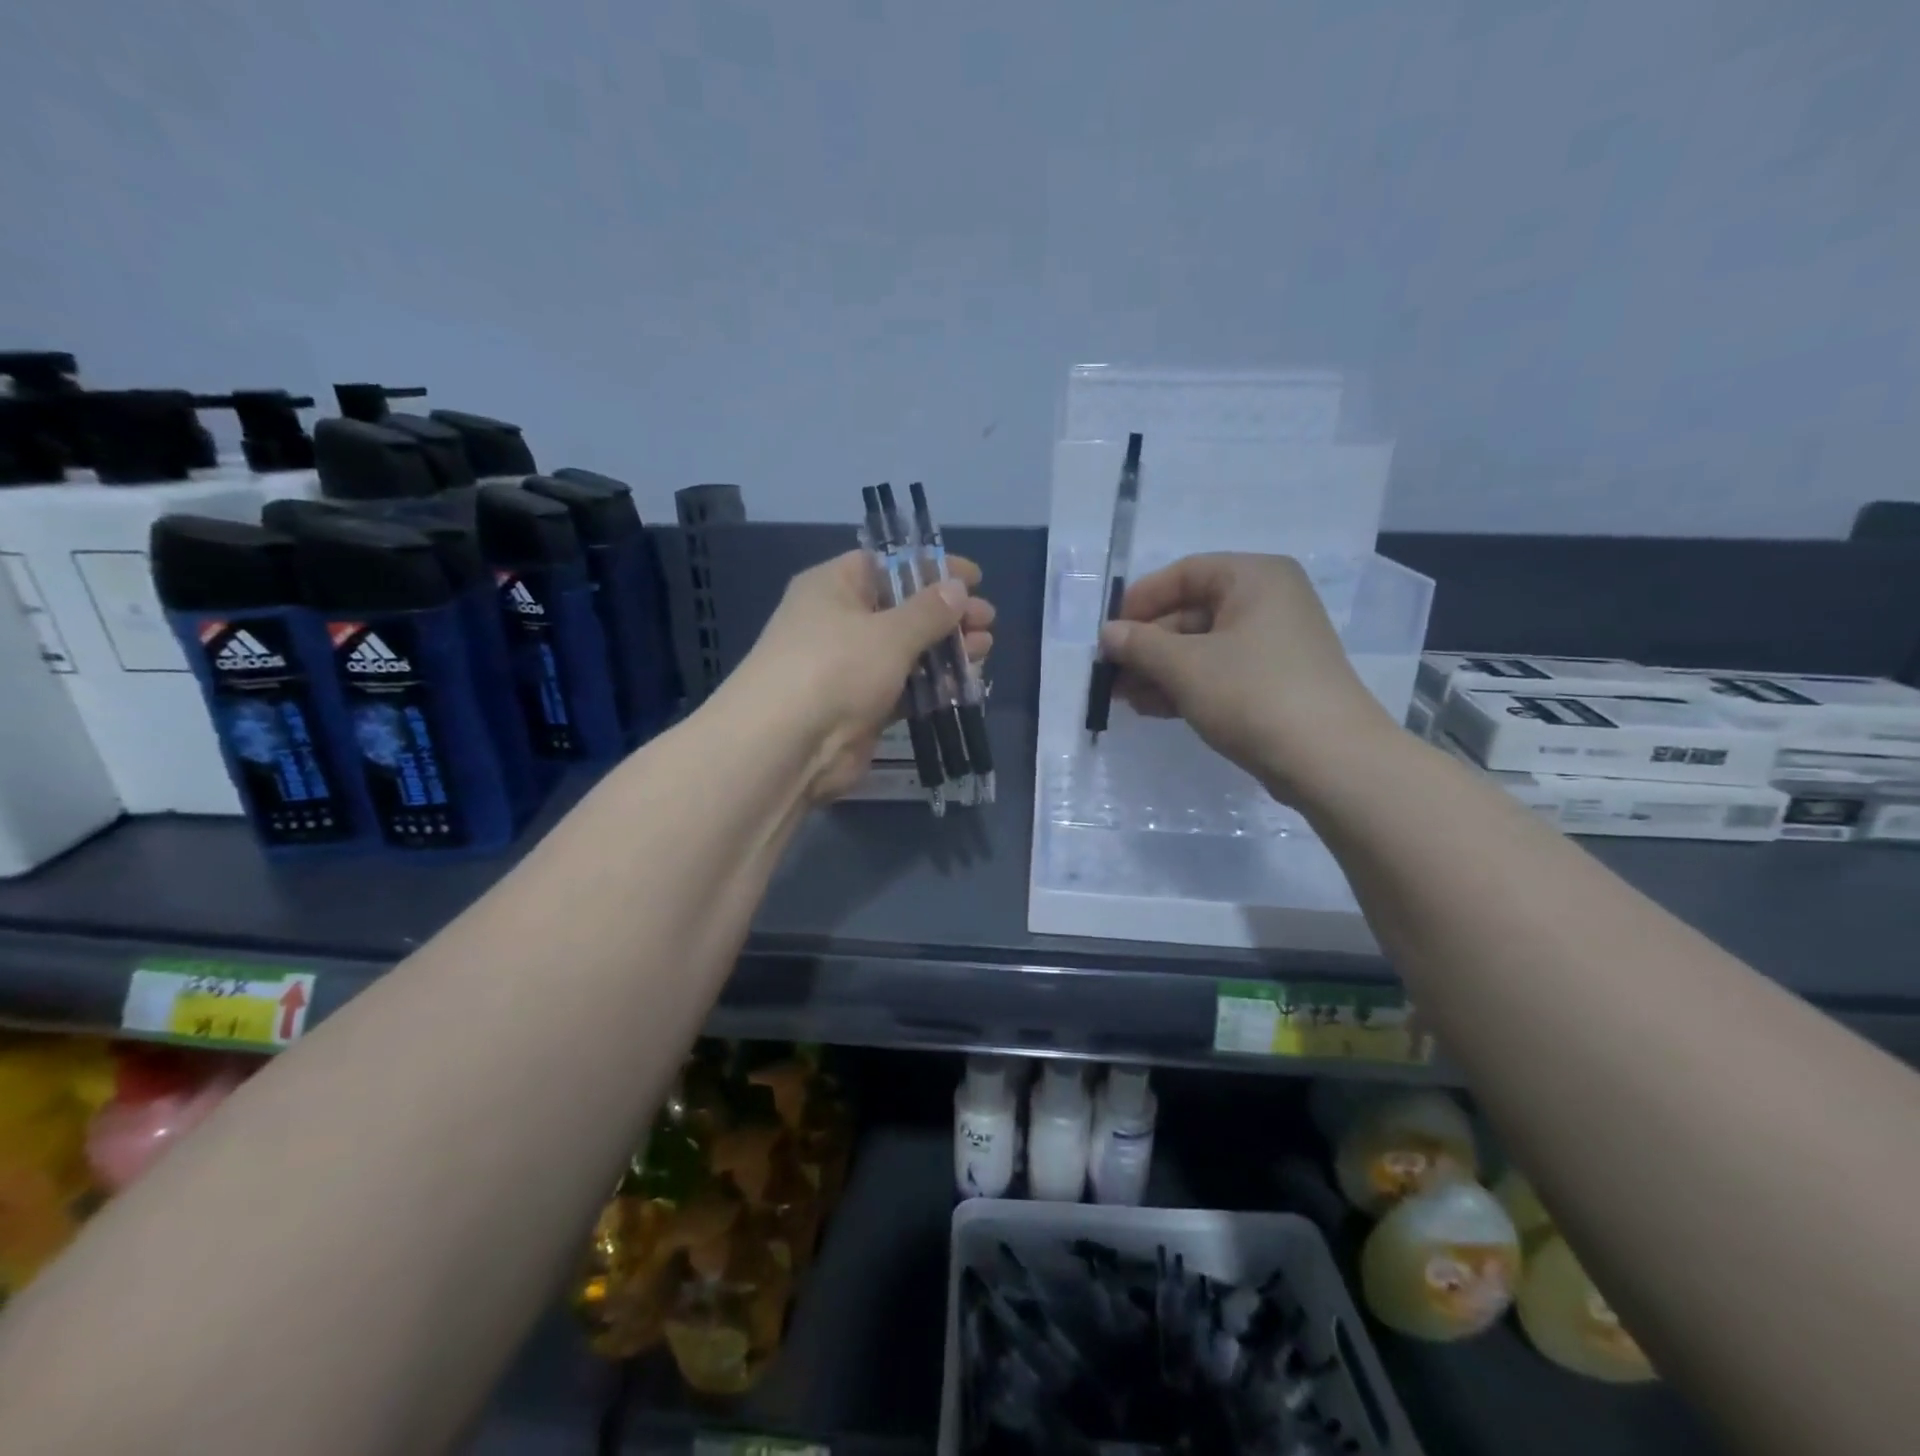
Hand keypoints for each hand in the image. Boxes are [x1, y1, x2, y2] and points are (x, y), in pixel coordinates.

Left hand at [735, 550, 994, 803]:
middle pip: (901, 609)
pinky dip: (931, 684)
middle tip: (987, 620)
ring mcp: (849, 667)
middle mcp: (839, 622)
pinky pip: (903, 687)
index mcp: (834, 587)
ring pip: (906, 651)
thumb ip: (929, 611)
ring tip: (985, 649)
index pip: (887, 565)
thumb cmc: (835, 668)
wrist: (787, 747)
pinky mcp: (860, 707)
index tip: (973, 577)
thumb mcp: (889, 632)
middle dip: (946, 614)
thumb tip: (958, 588)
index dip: (931, 568)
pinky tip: (964, 683)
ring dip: (945, 649)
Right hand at [1097, 553, 1394, 801]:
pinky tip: (1152, 709)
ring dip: (1160, 670)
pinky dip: (1185, 686)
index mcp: (1255, 578)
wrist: (1328, 759)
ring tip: (1123, 698)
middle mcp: (1268, 602)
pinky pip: (1218, 673)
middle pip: (1191, 613)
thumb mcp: (1186, 666)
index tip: (1108, 632)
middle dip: (1147, 645)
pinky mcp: (1273, 682)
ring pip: (1202, 648)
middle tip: (1110, 674)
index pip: (1185, 573)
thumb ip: (1140, 645)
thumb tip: (1107, 634)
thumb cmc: (1253, 694)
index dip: (1141, 600)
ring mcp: (1273, 645)